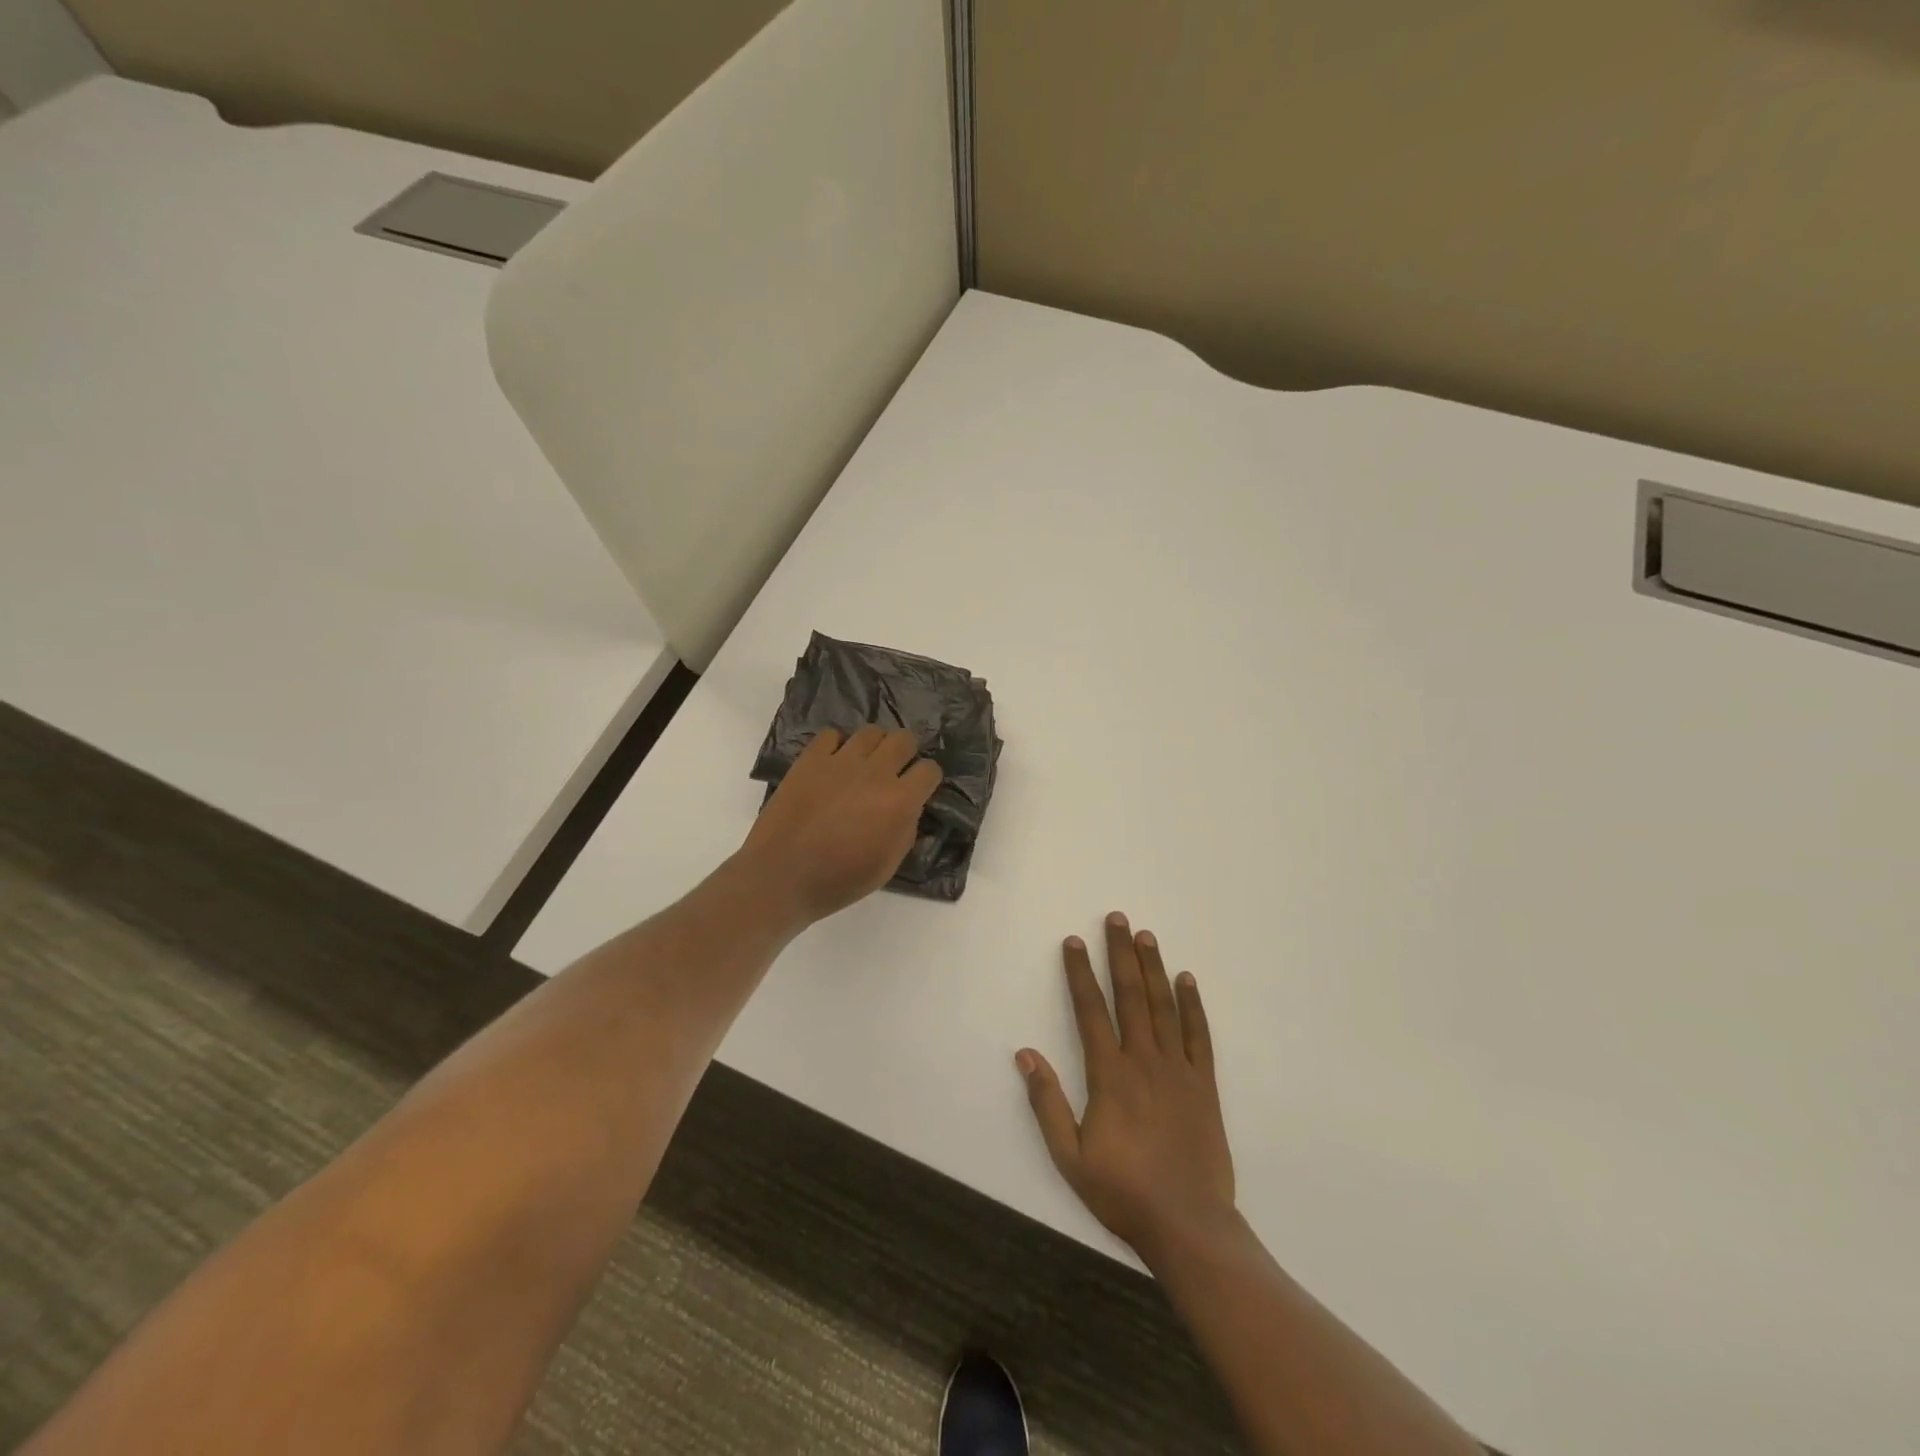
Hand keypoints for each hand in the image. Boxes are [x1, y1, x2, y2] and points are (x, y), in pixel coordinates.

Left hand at [737, 726, 942, 926]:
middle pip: (904, 739)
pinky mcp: (811, 758)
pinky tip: (833, 765)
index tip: (919, 789)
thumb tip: (909, 809)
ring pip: (871, 732)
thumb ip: (906, 830)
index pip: (930, 770)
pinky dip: (837, 746)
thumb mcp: (888, 865)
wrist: (781, 876)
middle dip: (905, 753)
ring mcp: (841, 761)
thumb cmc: (839, 880)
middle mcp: (876, 772)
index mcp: (900, 801)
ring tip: (863, 765)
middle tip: (893, 772)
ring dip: (874, 747)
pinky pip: (832, 735)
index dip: (927, 779)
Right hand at [1017, 913, 1235, 1263]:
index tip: (1073, 941)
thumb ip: (1046, 1103)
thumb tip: (1024, 1054)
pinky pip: (1198, 1035)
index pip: (1090, 1010)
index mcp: (1109, 1075)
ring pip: (1163, 1006)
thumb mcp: (1069, 1156)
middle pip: (1129, 995)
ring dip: (1152, 967)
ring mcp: (1177, 1069)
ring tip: (1145, 935)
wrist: (1188, 1224)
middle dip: (1119, 954)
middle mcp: (1143, 1060)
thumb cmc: (1123, 1191)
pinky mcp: (1203, 1084)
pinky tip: (1186, 980)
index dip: (1079, 973)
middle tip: (1115, 918)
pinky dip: (1192, 1004)